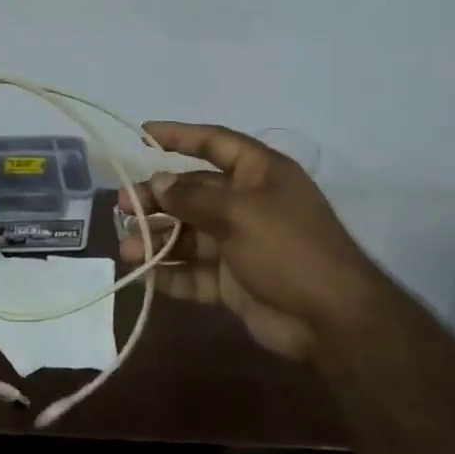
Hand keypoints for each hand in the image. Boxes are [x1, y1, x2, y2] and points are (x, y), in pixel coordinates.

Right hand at [118, 122, 389, 362]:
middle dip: (158, 198)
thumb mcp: (240, 213)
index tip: (143, 133)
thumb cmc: (289, 249)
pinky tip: (146, 276)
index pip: (215, 143)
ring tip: (127, 248)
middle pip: (193, 192)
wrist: (331, 320)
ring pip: (189, 234)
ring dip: (158, 239)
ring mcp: (240, 244)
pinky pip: (195, 272)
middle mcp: (248, 204)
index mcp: (259, 174)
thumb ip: (194, 198)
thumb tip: (158, 183)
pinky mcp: (233, 281)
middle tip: (122, 206)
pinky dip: (171, 274)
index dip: (180, 136)